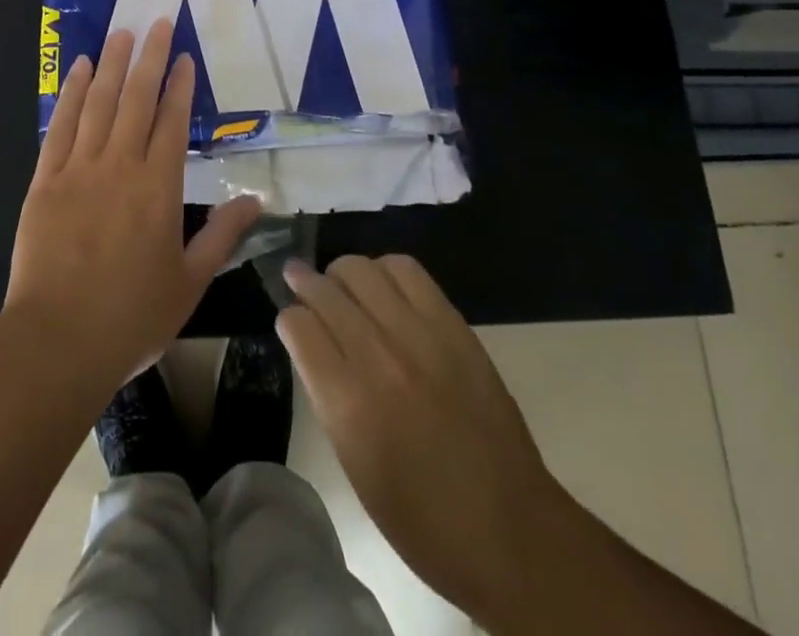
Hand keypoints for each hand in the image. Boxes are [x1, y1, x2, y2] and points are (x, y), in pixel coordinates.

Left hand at [5, 19, 262, 394]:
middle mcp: (120, 166)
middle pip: (136, 99)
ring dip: (111, 64)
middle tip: (156, 22)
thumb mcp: (190, 282)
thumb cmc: (132, 316)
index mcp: (159, 188)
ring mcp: (79, 169)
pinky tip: (78, 69)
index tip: (183, 57)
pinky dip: (71, 94)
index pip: (172, 122)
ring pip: (99, 103)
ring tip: (121, 33)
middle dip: (148, 58)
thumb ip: (223, 236)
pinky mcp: (45, 179)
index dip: (178, 86)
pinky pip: (60, 126)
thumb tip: (256, 200)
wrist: (58, 341)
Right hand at [277, 255, 561, 625]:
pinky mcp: (452, 325)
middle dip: (305, 283)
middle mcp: (379, 357)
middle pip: (326, 290)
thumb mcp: (354, 464)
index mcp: (348, 402)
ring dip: (342, 274)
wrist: (509, 529)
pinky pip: (407, 271)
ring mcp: (419, 335)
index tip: (291, 324)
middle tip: (299, 282)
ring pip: (362, 270)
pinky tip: (382, 285)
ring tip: (342, 284)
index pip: (298, 326)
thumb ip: (328, 394)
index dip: (288, 320)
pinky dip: (385, 269)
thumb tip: (311, 343)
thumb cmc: (421, 518)